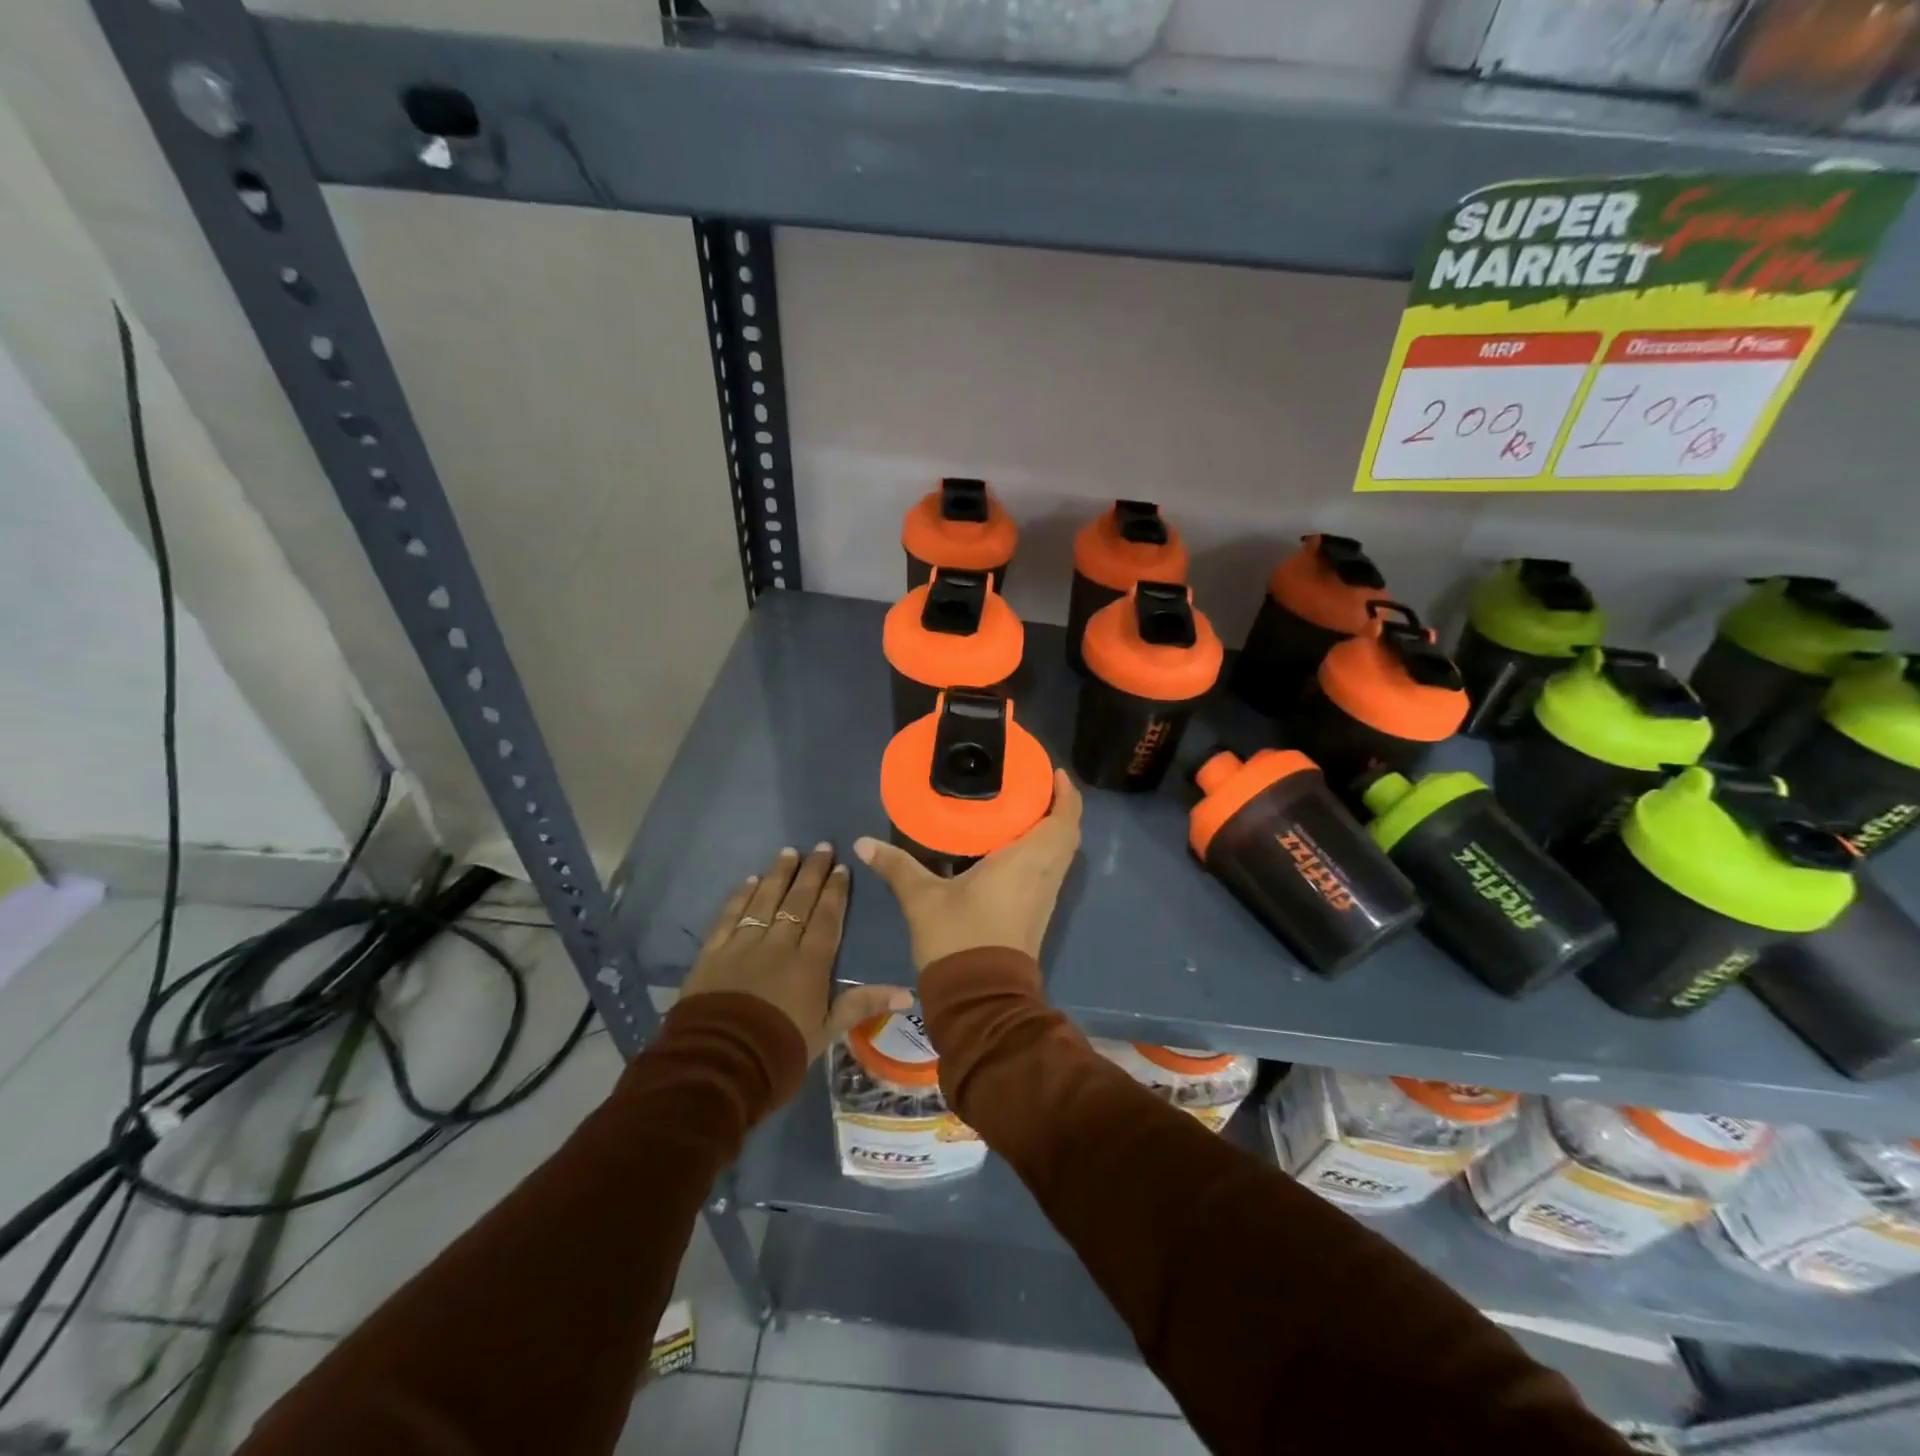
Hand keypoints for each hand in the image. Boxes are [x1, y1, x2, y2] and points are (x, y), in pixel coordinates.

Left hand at [682, 843, 911, 1060]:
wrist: (719, 1063)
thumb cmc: (780, 1050)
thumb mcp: (826, 1031)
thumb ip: (862, 1004)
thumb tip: (908, 993)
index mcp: (809, 963)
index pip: (826, 918)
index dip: (835, 891)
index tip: (842, 867)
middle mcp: (778, 944)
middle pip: (797, 901)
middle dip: (811, 872)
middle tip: (821, 847)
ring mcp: (743, 945)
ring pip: (764, 900)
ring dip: (778, 875)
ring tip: (788, 852)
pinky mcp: (713, 953)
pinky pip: (729, 916)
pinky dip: (740, 896)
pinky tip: (749, 880)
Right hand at [854, 771, 1081, 971]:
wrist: (981, 1000)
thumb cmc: (959, 939)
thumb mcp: (923, 899)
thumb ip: (896, 866)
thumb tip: (863, 842)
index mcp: (1027, 861)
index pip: (1064, 820)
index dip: (1066, 794)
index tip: (1053, 772)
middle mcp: (1045, 875)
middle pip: (1067, 834)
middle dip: (1058, 807)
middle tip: (1032, 786)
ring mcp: (1045, 897)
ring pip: (1061, 854)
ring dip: (1052, 829)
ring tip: (1022, 807)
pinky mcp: (1037, 913)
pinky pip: (1050, 870)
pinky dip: (1042, 850)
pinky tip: (1011, 846)